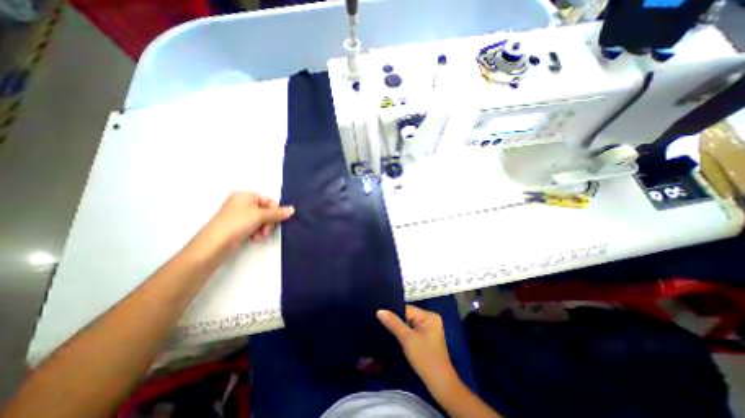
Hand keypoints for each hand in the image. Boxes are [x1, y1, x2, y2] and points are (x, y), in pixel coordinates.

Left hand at [197, 192, 293, 251]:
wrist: (216, 243)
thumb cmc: (238, 223)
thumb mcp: (260, 215)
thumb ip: (278, 213)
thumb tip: (292, 209)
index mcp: (246, 195)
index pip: (269, 201)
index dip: (275, 211)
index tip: (275, 221)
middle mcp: (242, 203)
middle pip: (266, 211)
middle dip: (268, 222)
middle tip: (265, 230)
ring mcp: (239, 215)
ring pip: (261, 220)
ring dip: (263, 229)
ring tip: (258, 236)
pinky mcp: (237, 226)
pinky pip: (254, 226)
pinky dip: (256, 232)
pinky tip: (253, 238)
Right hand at [379, 305, 459, 386]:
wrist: (440, 385)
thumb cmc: (425, 358)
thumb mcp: (407, 339)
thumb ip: (393, 323)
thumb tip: (379, 310)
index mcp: (429, 316)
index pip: (407, 309)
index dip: (394, 312)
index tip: (379, 315)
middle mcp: (430, 319)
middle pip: (408, 315)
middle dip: (396, 320)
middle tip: (380, 322)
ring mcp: (429, 329)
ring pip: (409, 323)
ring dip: (399, 327)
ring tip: (384, 328)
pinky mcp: (426, 338)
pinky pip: (412, 330)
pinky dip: (404, 333)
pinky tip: (395, 336)